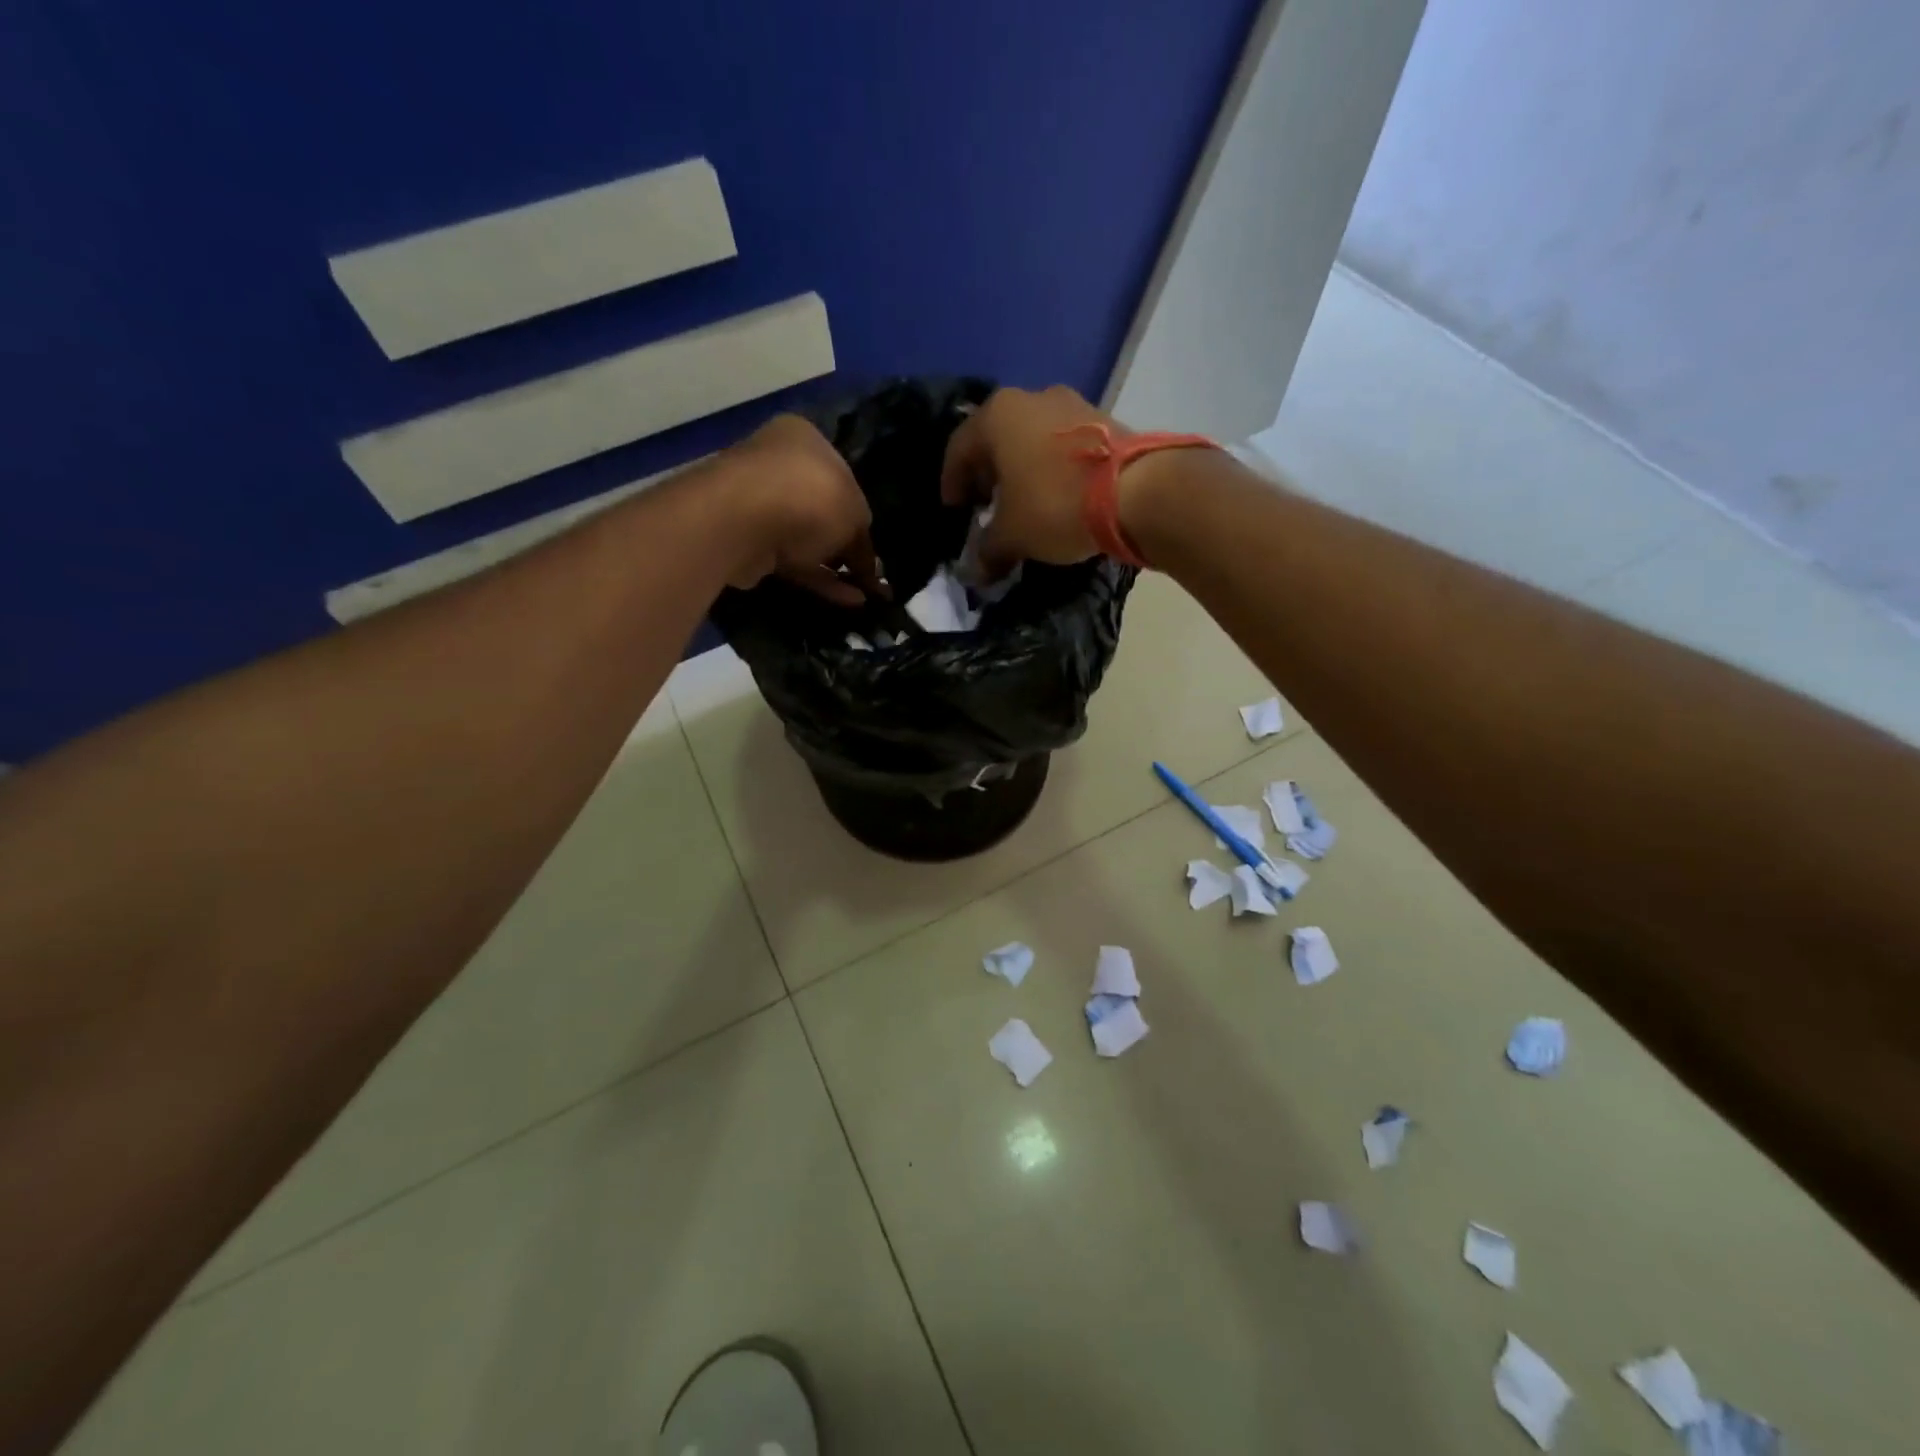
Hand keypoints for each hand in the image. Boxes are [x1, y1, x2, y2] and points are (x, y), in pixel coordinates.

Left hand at [720, 415, 885, 606]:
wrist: (743, 521)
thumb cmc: (810, 497)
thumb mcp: (856, 514)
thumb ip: (863, 538)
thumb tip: (868, 563)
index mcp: (805, 440)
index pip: (840, 476)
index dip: (859, 512)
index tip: (872, 542)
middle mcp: (778, 465)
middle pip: (821, 510)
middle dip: (846, 544)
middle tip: (870, 573)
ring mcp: (758, 505)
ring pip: (805, 540)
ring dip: (835, 567)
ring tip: (866, 594)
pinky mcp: (748, 544)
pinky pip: (791, 562)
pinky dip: (819, 580)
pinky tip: (848, 600)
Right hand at [939, 385, 1116, 575]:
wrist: (1137, 491)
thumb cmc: (1056, 505)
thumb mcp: (1012, 535)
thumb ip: (988, 550)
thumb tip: (978, 571)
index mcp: (997, 415)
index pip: (958, 448)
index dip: (951, 483)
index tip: (955, 510)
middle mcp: (1031, 398)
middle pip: (996, 439)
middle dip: (988, 474)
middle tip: (987, 506)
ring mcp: (1072, 404)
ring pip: (1031, 439)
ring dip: (1022, 470)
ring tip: (1023, 504)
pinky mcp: (1104, 420)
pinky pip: (1062, 445)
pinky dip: (1051, 468)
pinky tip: (1056, 496)